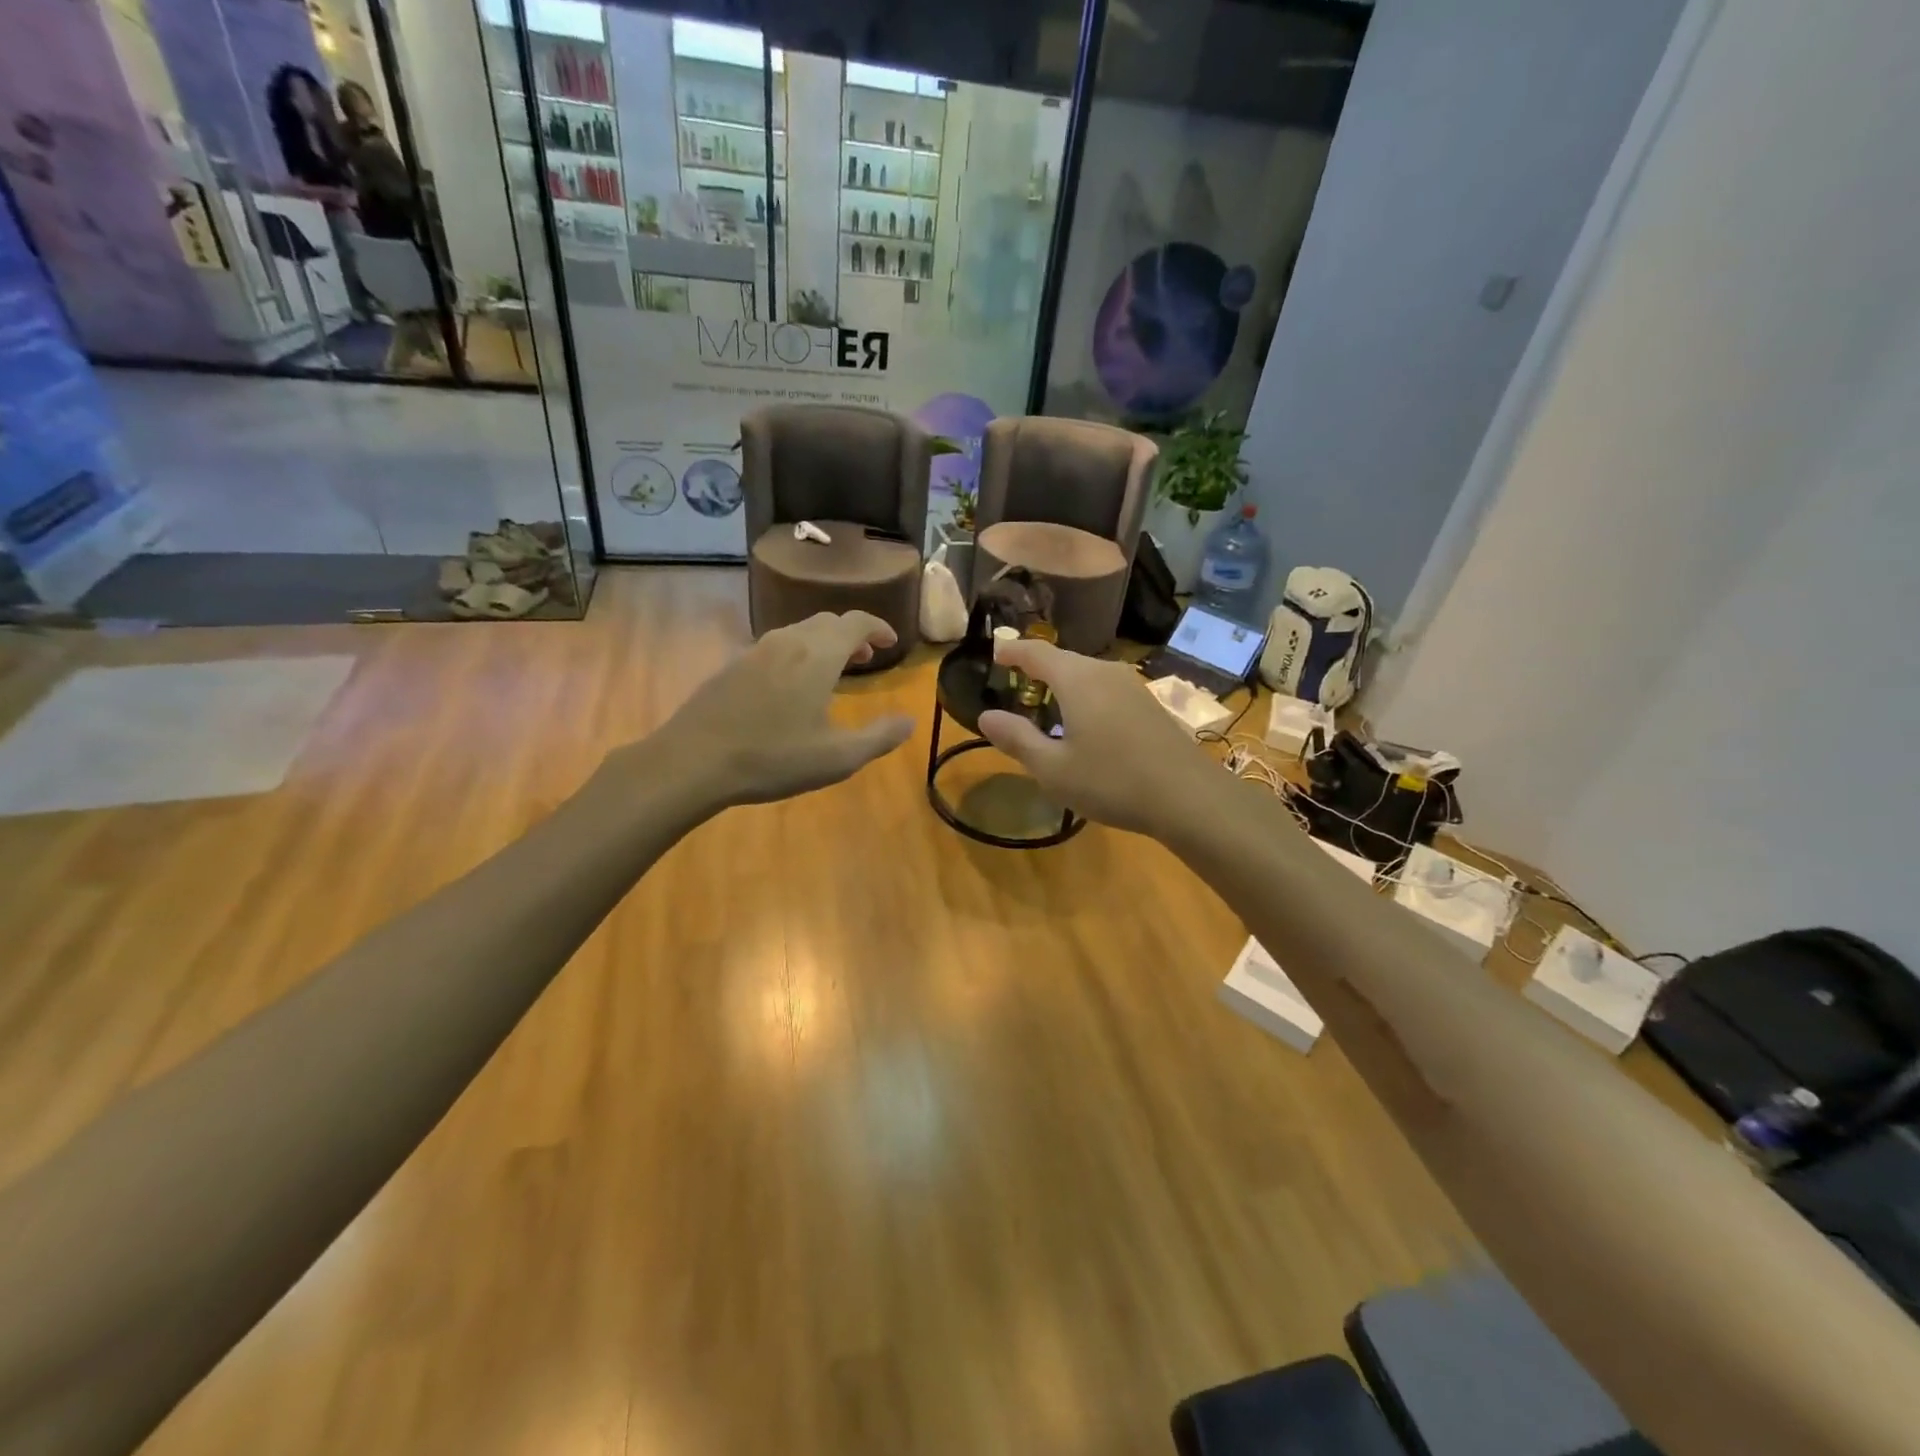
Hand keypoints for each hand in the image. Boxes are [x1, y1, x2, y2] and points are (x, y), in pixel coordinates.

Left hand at [631, 611, 913, 813]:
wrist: (693, 760)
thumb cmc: (774, 758)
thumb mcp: (838, 757)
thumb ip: (879, 737)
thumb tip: (909, 721)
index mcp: (819, 655)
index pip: (856, 622)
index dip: (878, 628)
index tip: (892, 643)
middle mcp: (788, 642)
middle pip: (827, 622)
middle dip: (852, 635)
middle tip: (866, 658)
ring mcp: (755, 651)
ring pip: (799, 632)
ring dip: (823, 643)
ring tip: (833, 670)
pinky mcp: (733, 666)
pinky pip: (776, 647)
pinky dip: (797, 654)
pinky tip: (791, 687)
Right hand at [978, 639, 1222, 837]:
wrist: (1188, 797)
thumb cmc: (1111, 781)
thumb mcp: (1053, 768)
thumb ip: (1017, 739)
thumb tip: (986, 717)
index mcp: (1077, 680)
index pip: (1037, 653)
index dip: (1013, 651)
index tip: (995, 653)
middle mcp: (1105, 672)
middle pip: (1064, 660)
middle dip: (1038, 669)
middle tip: (1016, 684)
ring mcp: (1132, 687)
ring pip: (1088, 675)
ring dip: (1064, 685)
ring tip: (1047, 705)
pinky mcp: (1149, 705)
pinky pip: (1106, 690)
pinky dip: (1086, 698)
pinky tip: (1085, 725)